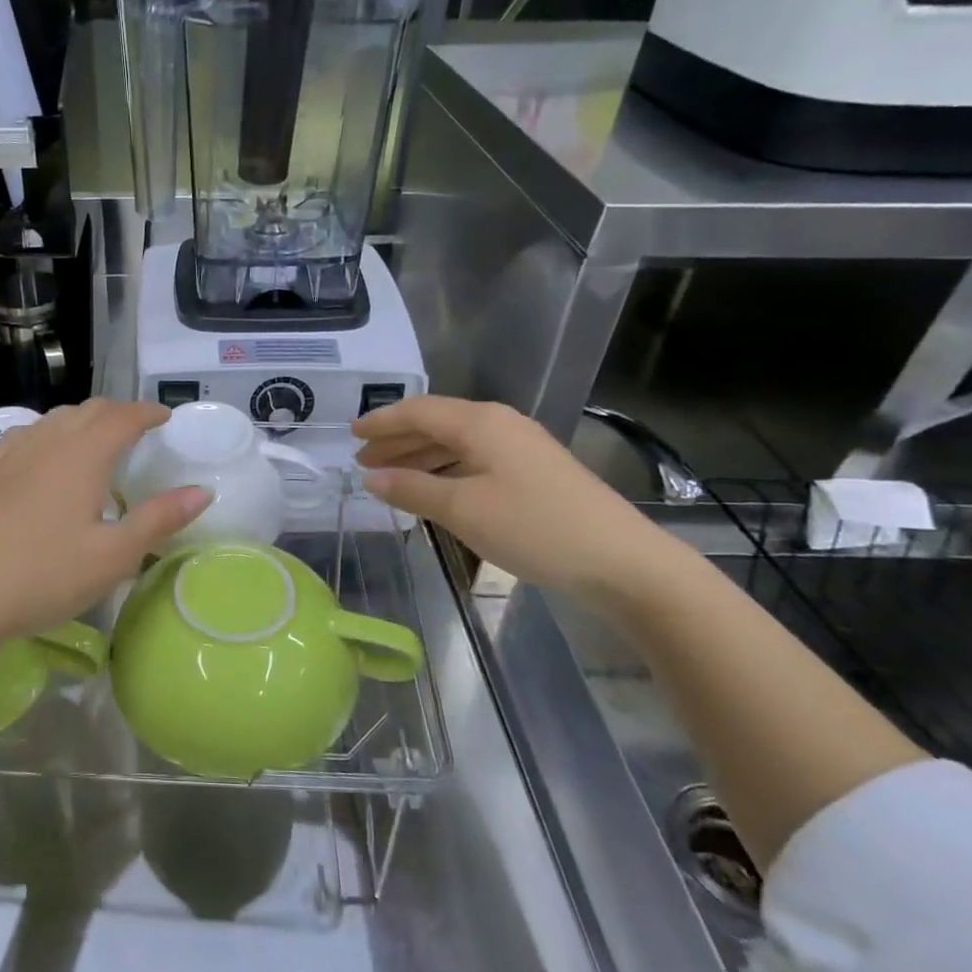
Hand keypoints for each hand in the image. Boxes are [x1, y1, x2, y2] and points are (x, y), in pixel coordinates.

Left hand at [0, 399, 209, 643]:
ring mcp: (10, 454)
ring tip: (97, 438)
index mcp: (82, 455)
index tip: (165, 417)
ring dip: (83, 420)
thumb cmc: (43, 576)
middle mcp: (46, 442)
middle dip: (118, 412)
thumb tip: (202, 490)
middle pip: (88, 410)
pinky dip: (50, 433)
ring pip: (54, 419)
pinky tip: (44, 455)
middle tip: (138, 427)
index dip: (147, 412)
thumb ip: (159, 519)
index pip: (122, 417)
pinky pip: (26, 435)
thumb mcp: (112, 556)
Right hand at [353, 396, 681, 606]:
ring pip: (455, 442)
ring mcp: (520, 447)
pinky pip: (474, 459)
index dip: (380, 421)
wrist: (621, 561)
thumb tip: (371, 478)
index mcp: (480, 422)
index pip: (417, 411)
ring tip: (388, 477)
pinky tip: (432, 490)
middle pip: (435, 423)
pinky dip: (444, 470)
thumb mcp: (463, 509)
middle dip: (396, 440)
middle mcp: (499, 424)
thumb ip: (412, 489)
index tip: (350, 435)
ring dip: (418, 456)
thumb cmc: (534, 528)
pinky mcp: (533, 471)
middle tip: (362, 462)